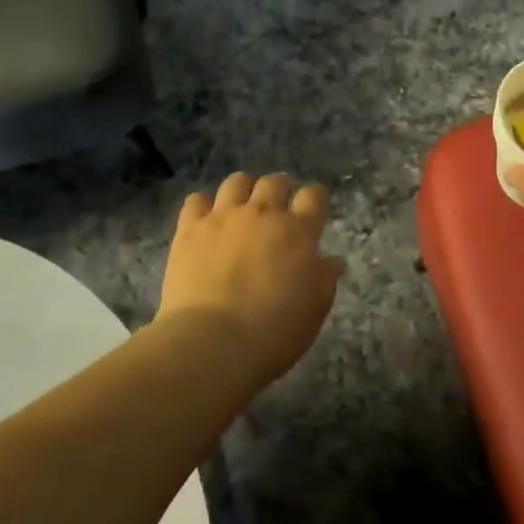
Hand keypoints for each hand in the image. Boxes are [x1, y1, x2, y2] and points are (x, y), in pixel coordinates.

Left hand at [157, 172, 345, 384]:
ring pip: (236, 182)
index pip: (313, 196)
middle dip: (279, 189)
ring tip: (242, 206)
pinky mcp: (190, 228)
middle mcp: (262, 213)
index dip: (315, 197)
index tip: (313, 206)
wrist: (213, 342)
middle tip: (277, 207)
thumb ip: (324, 280)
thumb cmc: (274, 332)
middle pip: (274, 182)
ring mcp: (223, 217)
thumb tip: (333, 261)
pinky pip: (196, 200)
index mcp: (298, 231)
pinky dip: (203, 205)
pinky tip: (206, 220)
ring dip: (244, 189)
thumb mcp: (313, 311)